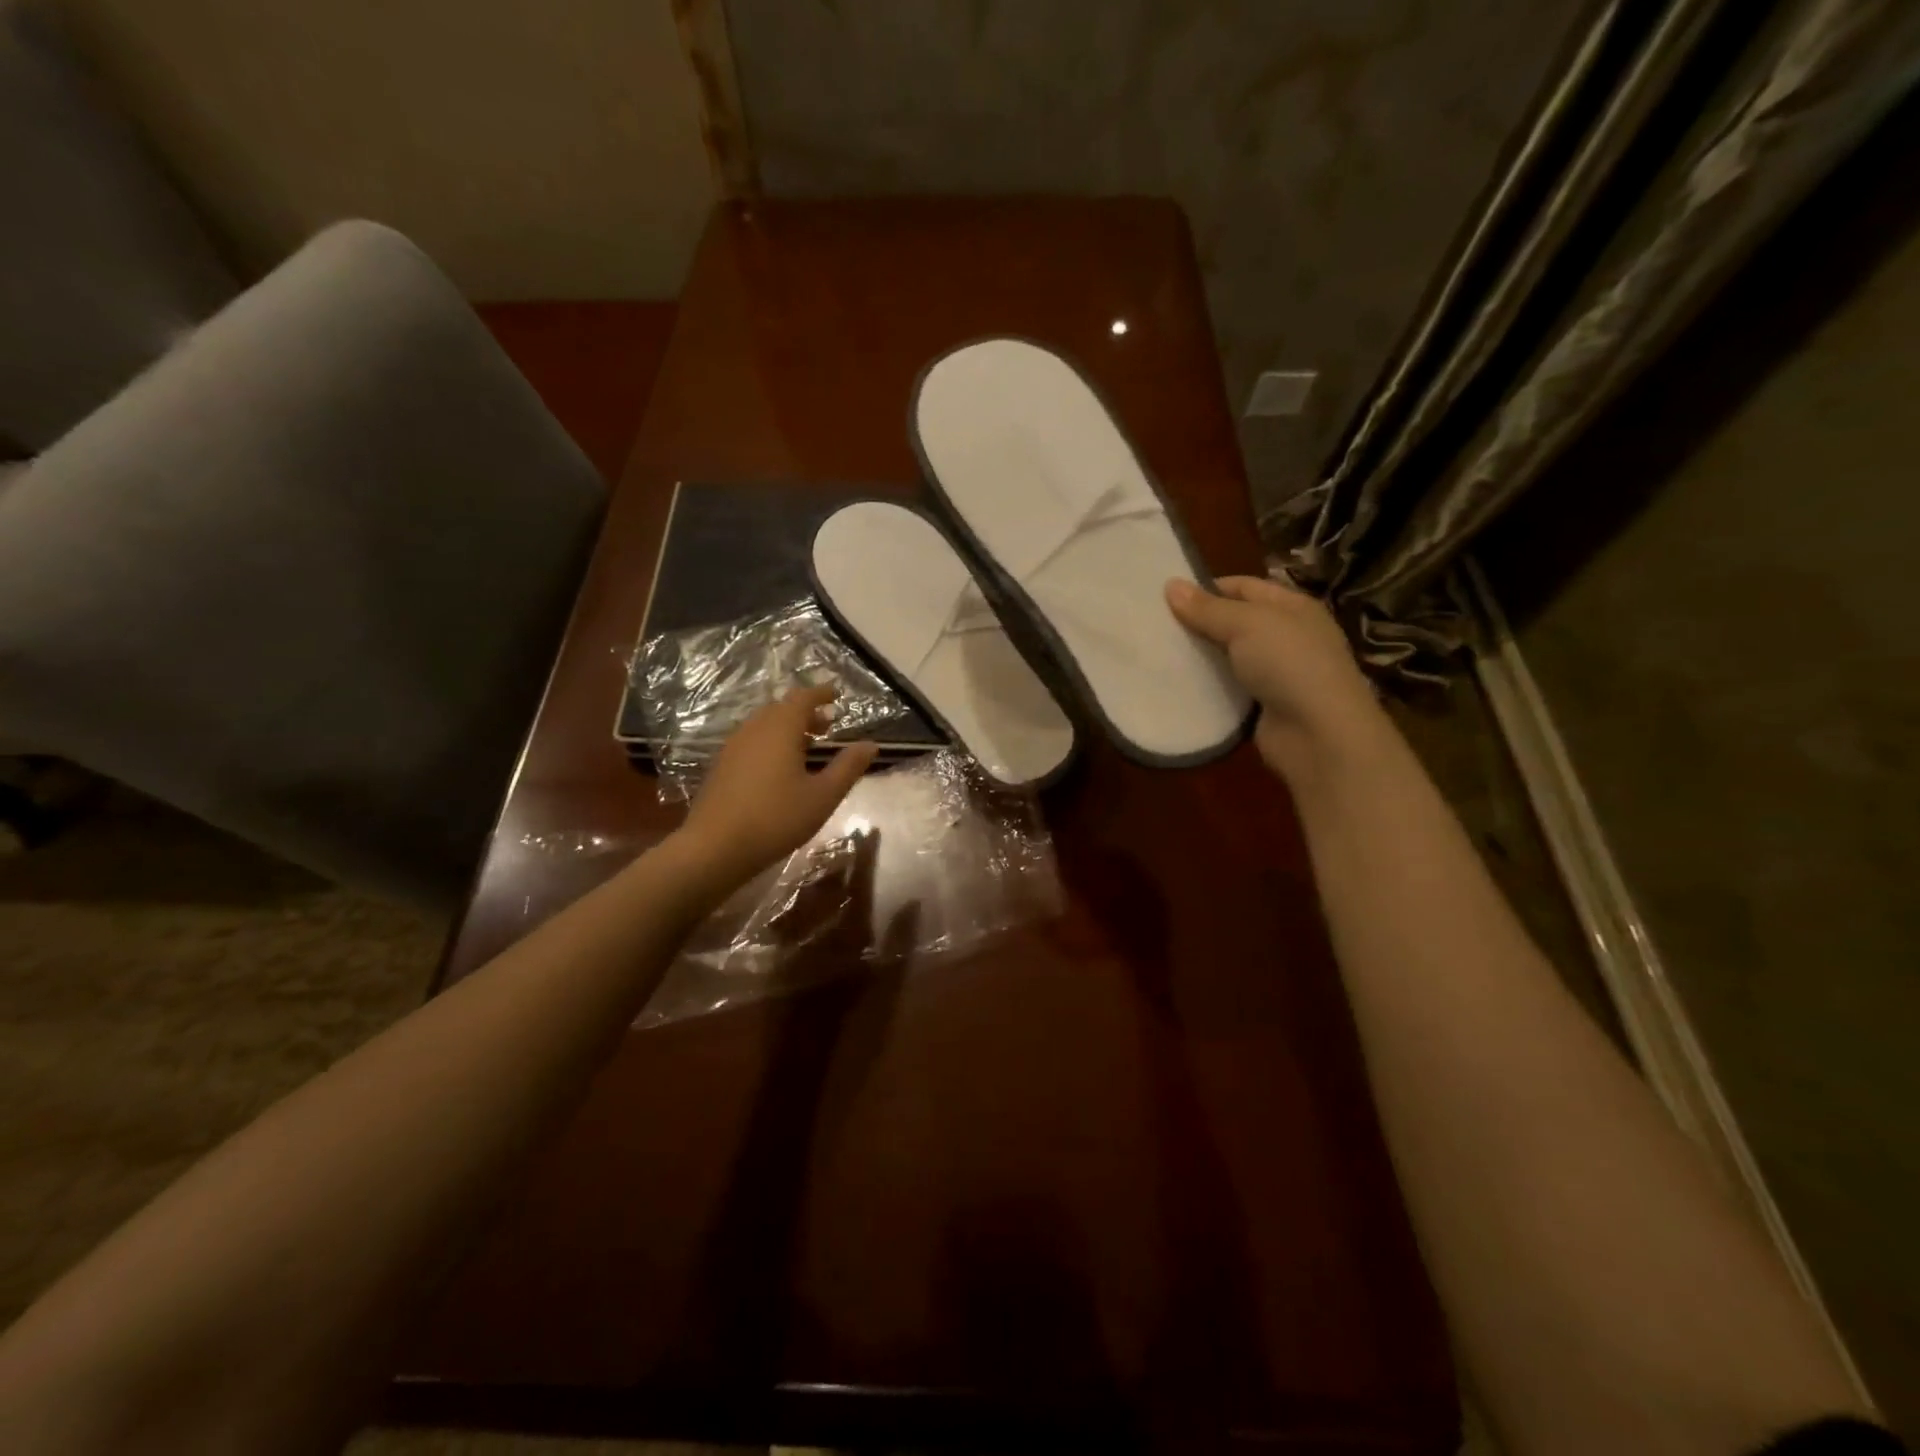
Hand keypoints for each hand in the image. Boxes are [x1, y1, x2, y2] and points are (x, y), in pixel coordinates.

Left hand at [678, 686, 879, 886]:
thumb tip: (871, 745)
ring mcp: (732, 747)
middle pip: (781, 709)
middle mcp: (754, 729)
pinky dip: (770, 742)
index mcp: (780, 729)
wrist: (714, 847)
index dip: (821, 693)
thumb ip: (848, 767)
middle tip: (827, 726)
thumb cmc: (776, 818)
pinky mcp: (721, 766)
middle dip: (805, 712)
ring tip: (806, 748)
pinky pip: (751, 741)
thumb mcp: (823, 796)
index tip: (837, 695)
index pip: (803, 698)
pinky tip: (779, 769)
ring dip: (787, 728)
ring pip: (763, 725)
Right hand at [1166, 574, 1385, 779]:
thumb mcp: (1247, 625)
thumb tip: (1170, 585)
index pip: (1244, 587)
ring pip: (1228, 658)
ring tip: (1157, 655)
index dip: (1207, 588)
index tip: (1165, 598)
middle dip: (1198, 624)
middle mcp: (1287, 636)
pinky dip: (1206, 688)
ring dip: (1198, 658)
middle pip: (1233, 622)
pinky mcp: (1263, 707)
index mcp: (1292, 607)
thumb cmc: (1289, 664)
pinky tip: (1176, 687)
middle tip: (1155, 627)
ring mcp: (1277, 674)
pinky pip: (1228, 690)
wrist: (1319, 735)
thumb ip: (1207, 608)